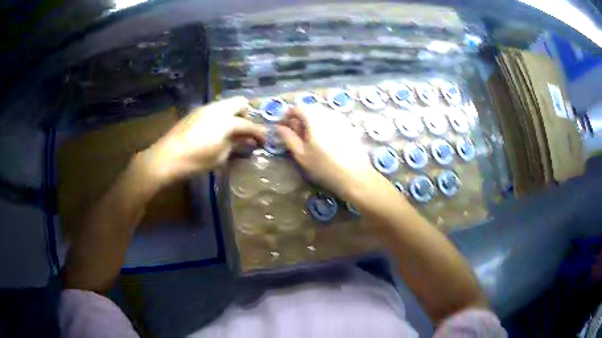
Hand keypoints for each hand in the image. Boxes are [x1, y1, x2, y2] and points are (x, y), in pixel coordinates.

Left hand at [141, 97, 265, 184]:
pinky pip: (215, 109)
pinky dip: (221, 116)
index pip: (249, 125)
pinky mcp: (195, 112)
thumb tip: (247, 141)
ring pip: (226, 104)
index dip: (259, 133)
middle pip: (240, 102)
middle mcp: (218, 109)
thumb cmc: (195, 161)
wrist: (166, 158)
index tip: (264, 140)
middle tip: (245, 131)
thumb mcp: (219, 157)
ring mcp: (205, 108)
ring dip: (233, 114)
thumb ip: (236, 145)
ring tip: (230, 131)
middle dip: (247, 114)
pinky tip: (215, 130)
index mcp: (227, 121)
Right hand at [276, 105, 384, 199]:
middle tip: (295, 134)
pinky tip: (325, 141)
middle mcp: (329, 114)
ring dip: (312, 121)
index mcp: (315, 118)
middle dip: (300, 118)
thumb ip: (288, 138)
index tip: (283, 126)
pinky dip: (324, 125)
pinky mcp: (350, 127)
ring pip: (322, 114)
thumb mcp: (301, 155)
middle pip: (311, 109)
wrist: (355, 176)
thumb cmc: (324, 167)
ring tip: (309, 138)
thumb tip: (278, 127)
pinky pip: (333, 120)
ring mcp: (341, 119)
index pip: (298, 107)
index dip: (287, 115)